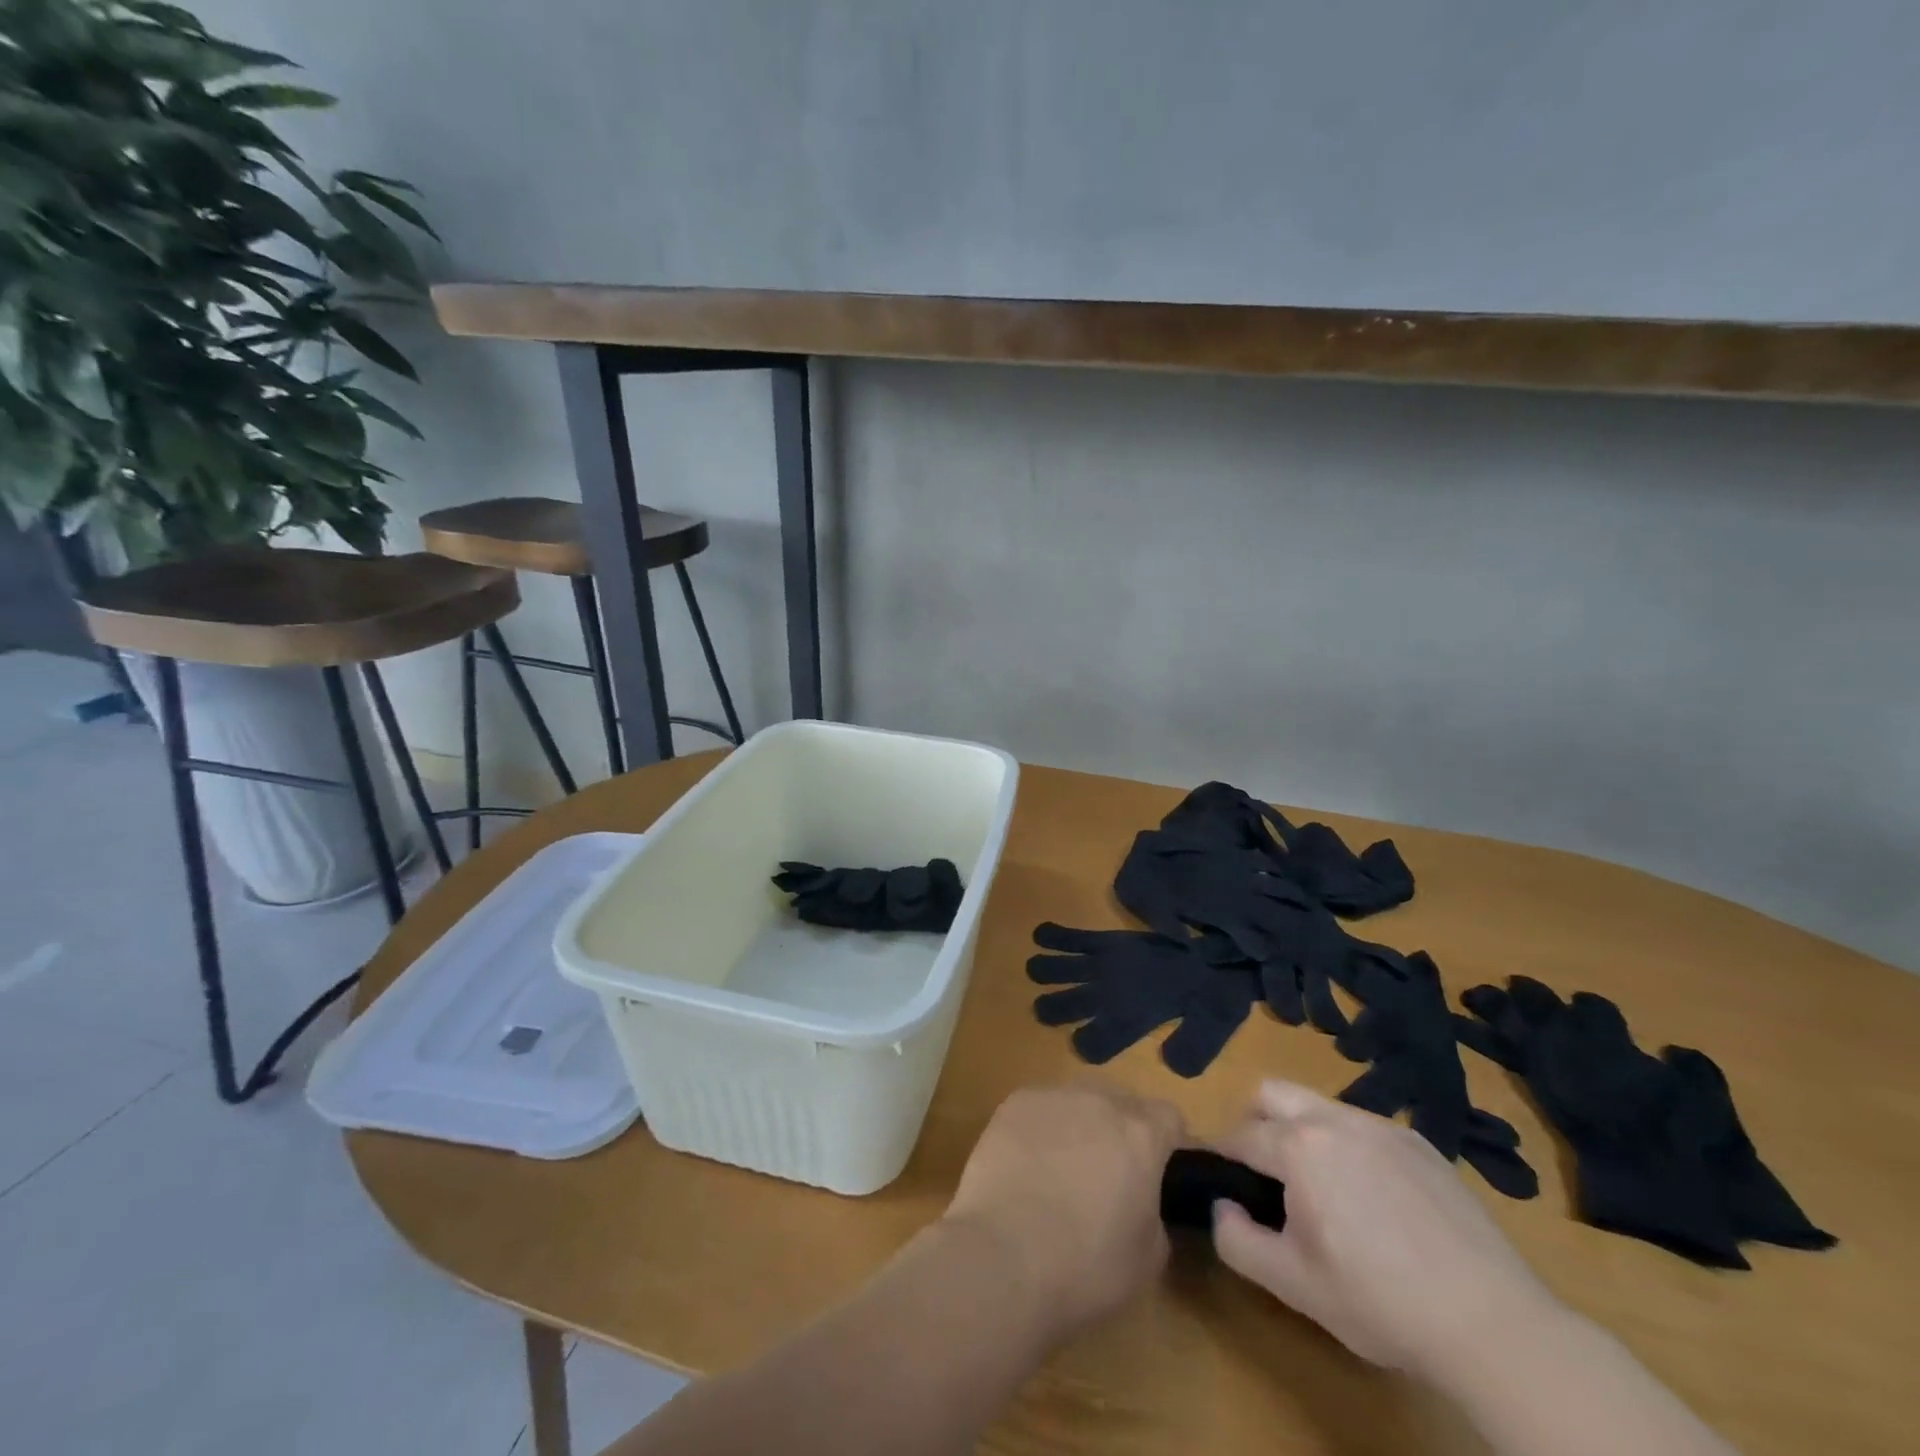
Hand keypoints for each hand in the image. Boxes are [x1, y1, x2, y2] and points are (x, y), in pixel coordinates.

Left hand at [943, 1082, 1185, 1341]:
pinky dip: (1042, 1130)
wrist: (1003, 1255)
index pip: (1170, 1117)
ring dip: (1081, 1125)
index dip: (1169, 1143)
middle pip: (1122, 1102)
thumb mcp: (1147, 1259)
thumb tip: (1142, 1202)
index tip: (1160, 1172)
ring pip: (1079, 1101)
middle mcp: (1099, 1101)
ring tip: (1063, 1170)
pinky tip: (1027, 1166)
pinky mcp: (1014, 1103)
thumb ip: (1155, 1215)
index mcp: (1140, 1134)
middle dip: (1122, 1130)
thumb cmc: (1085, 1266)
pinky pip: (1040, 1108)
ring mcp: (1053, 1097)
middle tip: (1110, 1175)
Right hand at [1211, 1079, 1556, 1379]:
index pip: (1239, 1136)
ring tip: (1323, 1189)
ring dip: (1303, 1132)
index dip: (1222, 1159)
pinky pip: (1365, 1127)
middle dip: (1255, 1122)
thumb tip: (1221, 1204)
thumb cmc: (1379, 1301)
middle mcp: (1334, 1119)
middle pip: (1271, 1093)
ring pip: (1320, 1106)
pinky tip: (1376, 1200)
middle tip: (1265, 1174)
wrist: (1493, 1324)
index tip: (1221, 1183)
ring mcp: (1382, 1126)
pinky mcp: (1421, 1144)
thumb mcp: (1292, 1284)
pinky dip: (1351, 1147)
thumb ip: (1236, 1239)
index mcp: (1298, 1146)